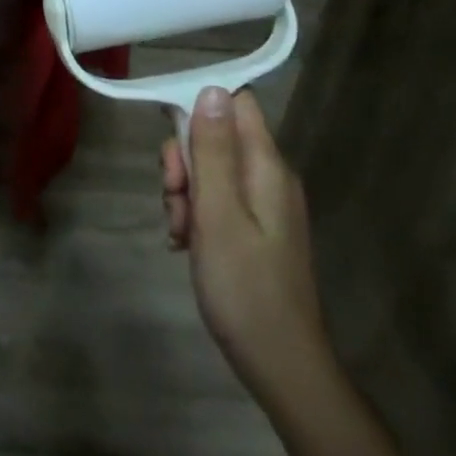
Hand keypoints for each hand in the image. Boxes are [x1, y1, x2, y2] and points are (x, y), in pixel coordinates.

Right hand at [163, 87, 332, 406]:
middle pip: (216, 137)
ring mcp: (263, 204)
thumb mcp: (218, 214)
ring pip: (210, 171)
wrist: (281, 366)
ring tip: (179, 232)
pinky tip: (185, 244)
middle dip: (184, 161)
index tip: (173, 141)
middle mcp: (268, 176)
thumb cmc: (245, 288)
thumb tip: (211, 89)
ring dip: (184, 193)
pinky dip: (195, 215)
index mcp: (266, 166)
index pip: (235, 104)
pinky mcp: (255, 229)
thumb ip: (213, 151)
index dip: (199, 110)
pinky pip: (217, 201)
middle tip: (175, 198)